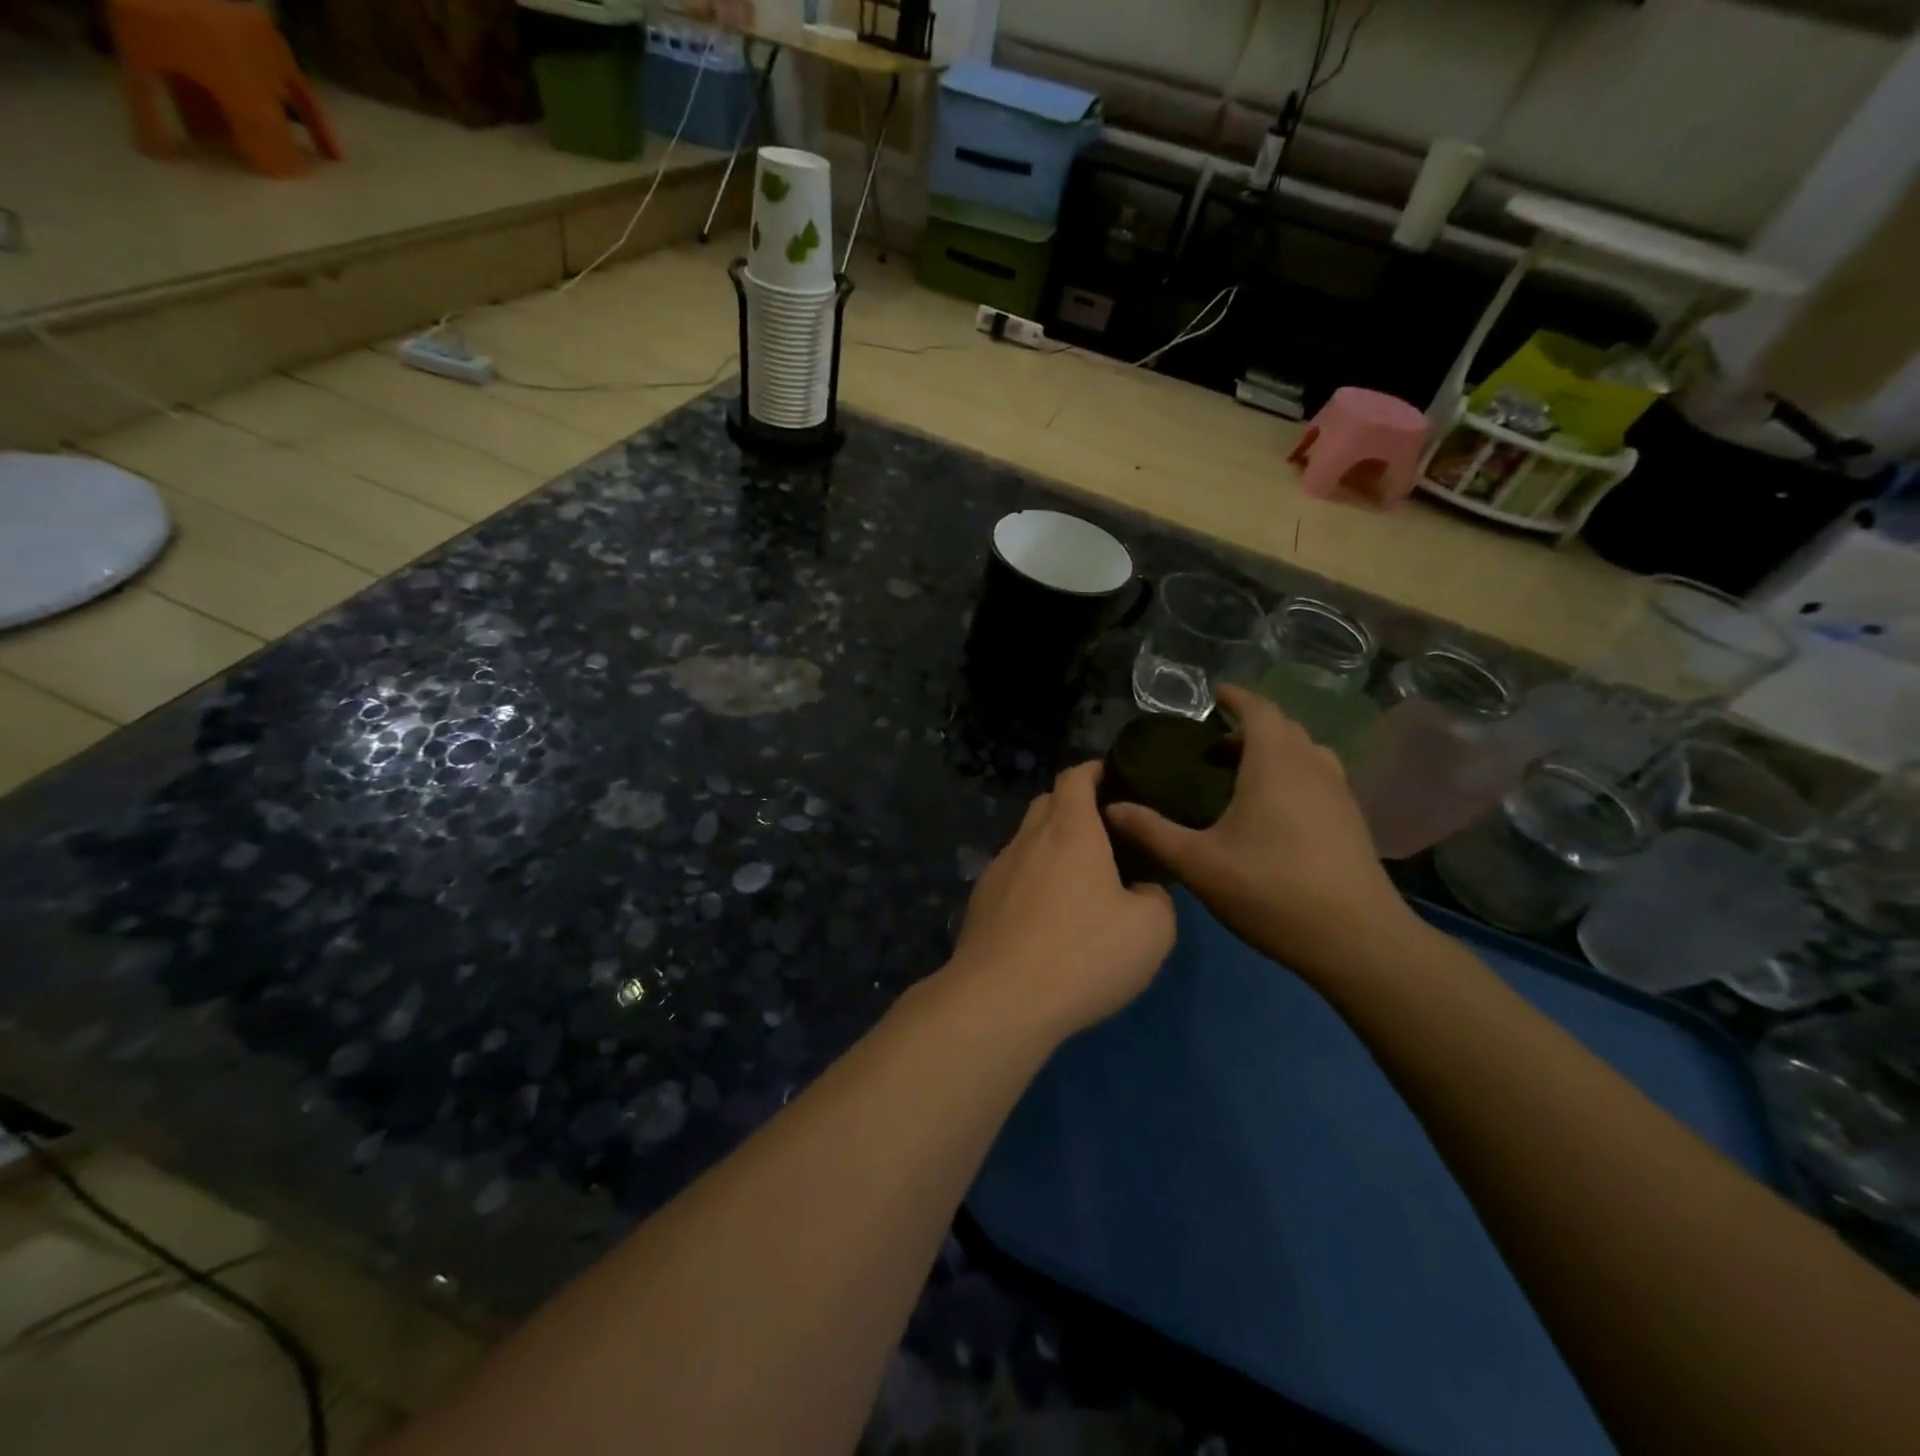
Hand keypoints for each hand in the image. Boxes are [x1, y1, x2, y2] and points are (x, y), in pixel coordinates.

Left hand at [943, 763, 1176, 1041]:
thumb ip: (1156, 897)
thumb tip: (1141, 891)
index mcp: (1070, 831)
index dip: (1094, 771)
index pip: (1075, 778)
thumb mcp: (1152, 930)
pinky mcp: (980, 902)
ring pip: (1026, 842)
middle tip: (1102, 833)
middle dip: (1072, 807)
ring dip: (1050, 847)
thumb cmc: (1083, 954)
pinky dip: (1031, 880)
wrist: (1001, 1000)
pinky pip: (1011, 876)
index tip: (1111, 778)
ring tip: (1076, 880)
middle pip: (1046, 804)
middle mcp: (1028, 840)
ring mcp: (997, 870)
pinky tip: (1045, 916)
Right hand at [1104, 686, 1418, 980]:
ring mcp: (1339, 793)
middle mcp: (1312, 766)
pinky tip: (1275, 810)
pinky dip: (1293, 773)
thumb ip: (1152, 831)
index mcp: (1275, 763)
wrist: (1356, 939)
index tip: (1214, 695)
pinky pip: (1319, 776)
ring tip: (1244, 774)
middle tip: (1214, 746)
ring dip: (1275, 750)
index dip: (1237, 697)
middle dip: (1250, 726)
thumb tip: (1110, 807)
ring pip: (1305, 752)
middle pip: (1283, 728)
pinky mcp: (1352, 820)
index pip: (1259, 709)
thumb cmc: (1270, 890)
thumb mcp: (1198, 863)